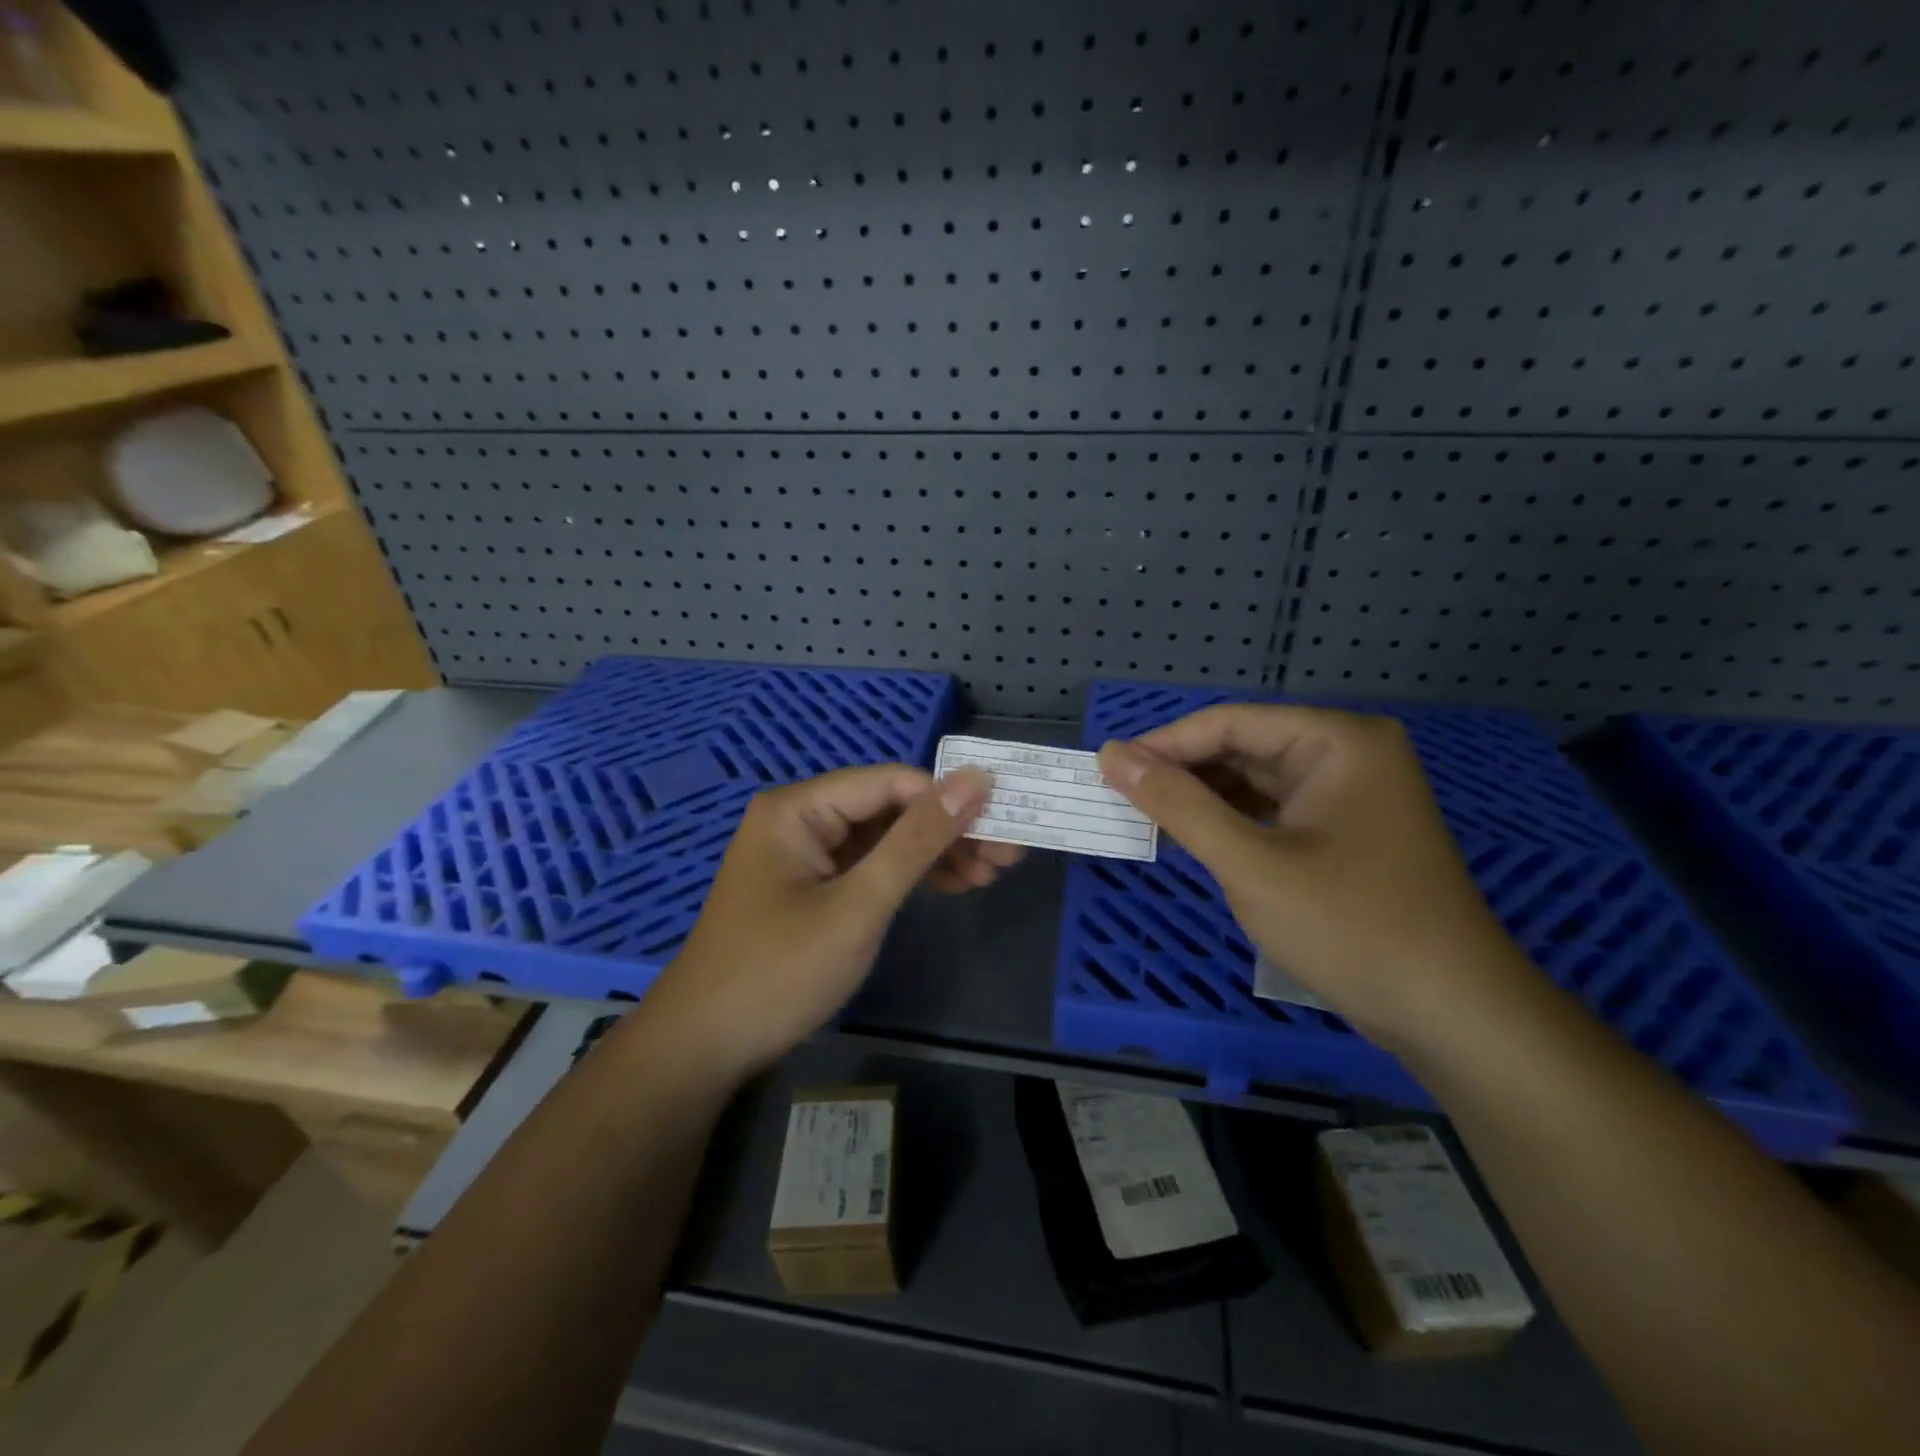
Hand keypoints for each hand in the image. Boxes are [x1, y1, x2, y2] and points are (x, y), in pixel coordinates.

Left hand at [648, 764, 1017, 1078]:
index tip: (1005, 823)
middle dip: (948, 830)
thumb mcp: (859, 904)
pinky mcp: (813, 887)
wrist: (705, 1047)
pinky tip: (953, 886)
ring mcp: (806, 855)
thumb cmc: (779, 971)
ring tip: (992, 873)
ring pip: (885, 839)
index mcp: (800, 808)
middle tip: (1008, 856)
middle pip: (890, 809)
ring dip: (936, 854)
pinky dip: (909, 877)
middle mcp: (801, 819)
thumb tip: (975, 779)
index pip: (891, 782)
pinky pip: (870, 867)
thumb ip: (918, 840)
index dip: (950, 797)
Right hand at [1098, 706, 1530, 1051]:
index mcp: (1337, 741)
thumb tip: (1112, 756)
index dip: (1164, 744)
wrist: (1453, 1016)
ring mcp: (1349, 794)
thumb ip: (1177, 805)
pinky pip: (1273, 812)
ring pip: (1255, 781)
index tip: (1107, 769)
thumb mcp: (1251, 864)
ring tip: (1145, 819)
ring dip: (1202, 800)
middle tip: (1120, 799)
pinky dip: (1231, 824)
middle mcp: (1347, 754)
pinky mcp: (1345, 832)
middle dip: (1183, 773)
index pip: (1230, 722)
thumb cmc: (1352, 927)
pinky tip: (1192, 839)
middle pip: (1243, 747)